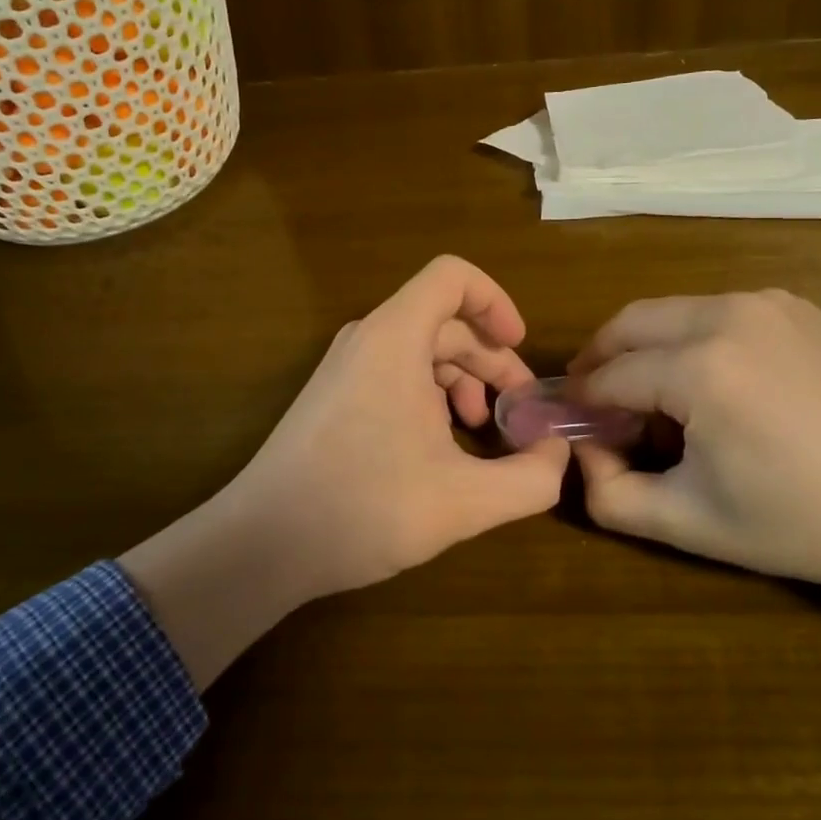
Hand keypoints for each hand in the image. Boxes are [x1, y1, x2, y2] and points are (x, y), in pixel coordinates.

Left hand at [221, 254, 570, 596]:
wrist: (262, 543)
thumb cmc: (363, 507)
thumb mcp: (464, 501)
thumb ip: (530, 479)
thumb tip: (558, 455)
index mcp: (396, 337)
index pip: (453, 276)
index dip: (496, 302)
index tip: (520, 348)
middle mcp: (368, 338)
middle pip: (445, 321)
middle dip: (492, 360)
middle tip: (519, 411)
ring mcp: (347, 367)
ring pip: (422, 350)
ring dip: (463, 381)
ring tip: (482, 431)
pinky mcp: (335, 396)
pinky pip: (396, 374)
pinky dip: (431, 396)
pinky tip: (442, 447)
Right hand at [569, 291, 820, 664]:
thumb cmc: (807, 522)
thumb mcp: (693, 524)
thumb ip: (610, 496)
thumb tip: (581, 454)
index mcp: (699, 368)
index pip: (609, 375)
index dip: (581, 402)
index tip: (571, 425)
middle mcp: (725, 315)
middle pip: (630, 323)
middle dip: (600, 357)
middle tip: (594, 398)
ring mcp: (765, 303)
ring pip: (671, 310)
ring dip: (644, 345)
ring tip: (650, 392)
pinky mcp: (795, 305)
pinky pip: (717, 310)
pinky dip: (690, 336)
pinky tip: (709, 380)